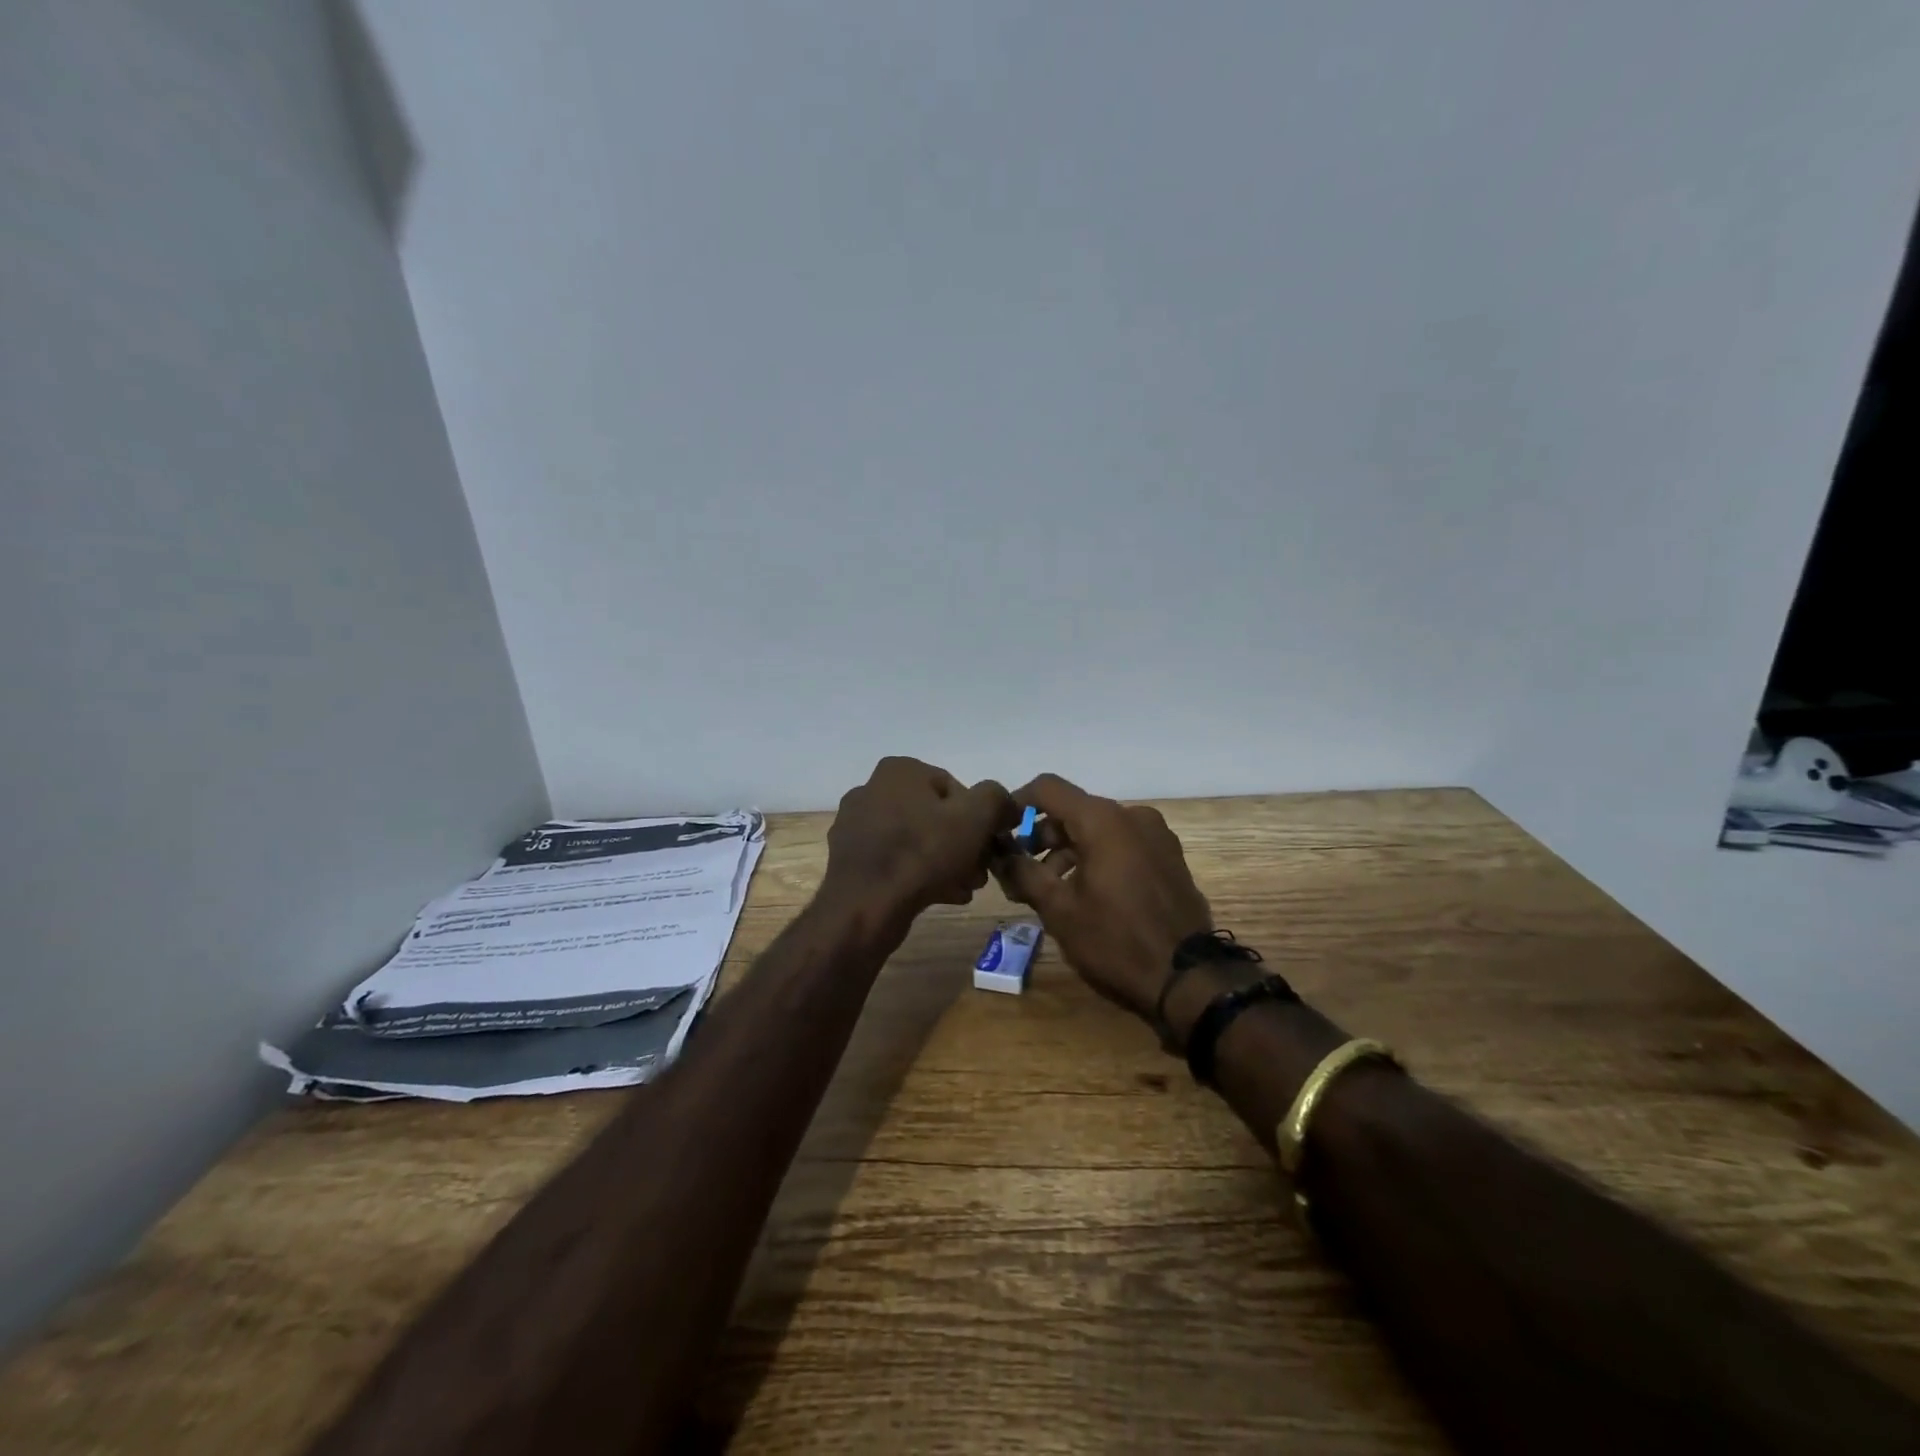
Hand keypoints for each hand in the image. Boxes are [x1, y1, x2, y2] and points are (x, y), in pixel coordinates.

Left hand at [821, 757, 1015, 916]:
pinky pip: (897, 861)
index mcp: (899, 770)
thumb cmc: (922, 854)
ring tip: (964, 889)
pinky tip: (941, 896)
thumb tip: (1006, 804)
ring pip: (918, 841)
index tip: (989, 848)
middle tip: (979, 874)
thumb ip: (997, 799)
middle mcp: (872, 789)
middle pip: (936, 817)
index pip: (956, 789)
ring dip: (947, 863)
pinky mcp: (851, 859)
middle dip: (963, 846)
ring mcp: (857, 826)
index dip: (980, 820)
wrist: (865, 907)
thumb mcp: (975, 818)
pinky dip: (920, 875)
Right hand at [994, 774, 1212, 1020]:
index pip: (1048, 788)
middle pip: (1074, 810)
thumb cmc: (1115, 939)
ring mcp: (1156, 835)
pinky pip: (1122, 844)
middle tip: (1021, 874)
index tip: (1002, 832)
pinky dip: (1097, 858)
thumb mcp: (1058, 909)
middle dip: (1042, 838)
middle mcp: (1132, 816)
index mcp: (1103, 820)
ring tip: (1050, 891)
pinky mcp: (1169, 857)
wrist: (1188, 977)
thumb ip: (1023, 872)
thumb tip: (999, 852)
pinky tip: (1086, 894)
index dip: (1018, 803)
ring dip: (1068, 852)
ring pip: (1098, 829)